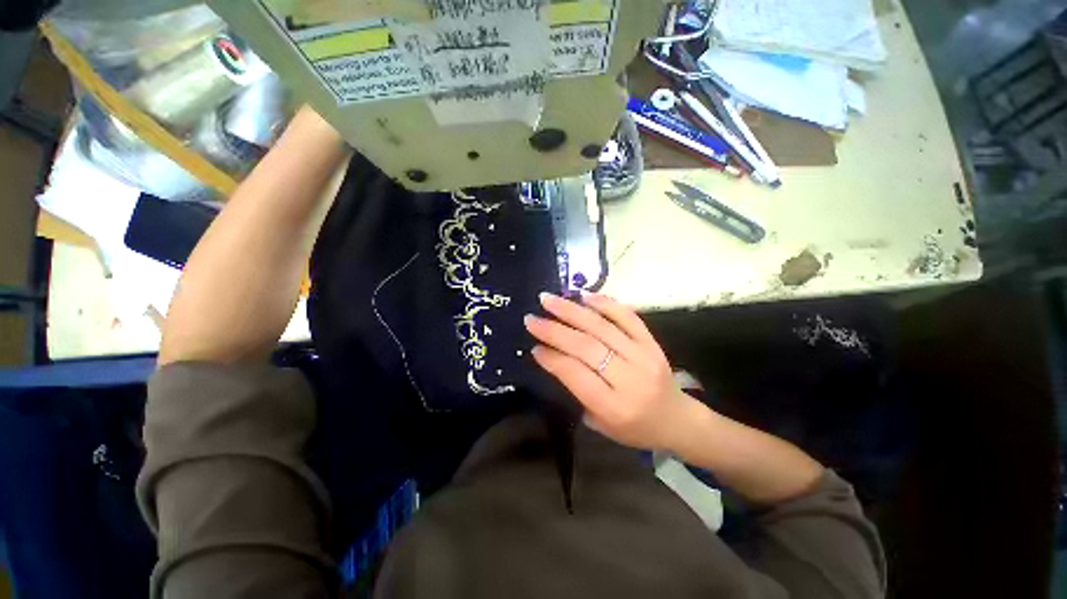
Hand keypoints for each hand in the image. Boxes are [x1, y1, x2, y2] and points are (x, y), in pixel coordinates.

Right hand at [524, 292, 700, 451]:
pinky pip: (627, 316)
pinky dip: (605, 303)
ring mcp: (643, 356)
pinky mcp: (652, 342)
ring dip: (572, 311)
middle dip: (554, 330)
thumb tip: (552, 355)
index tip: (534, 345)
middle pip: (587, 347)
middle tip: (531, 318)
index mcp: (615, 407)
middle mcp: (630, 378)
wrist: (676, 420)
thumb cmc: (634, 428)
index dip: (552, 358)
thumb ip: (577, 392)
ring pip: (602, 327)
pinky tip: (584, 295)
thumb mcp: (601, 424)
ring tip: (548, 300)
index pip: (576, 374)